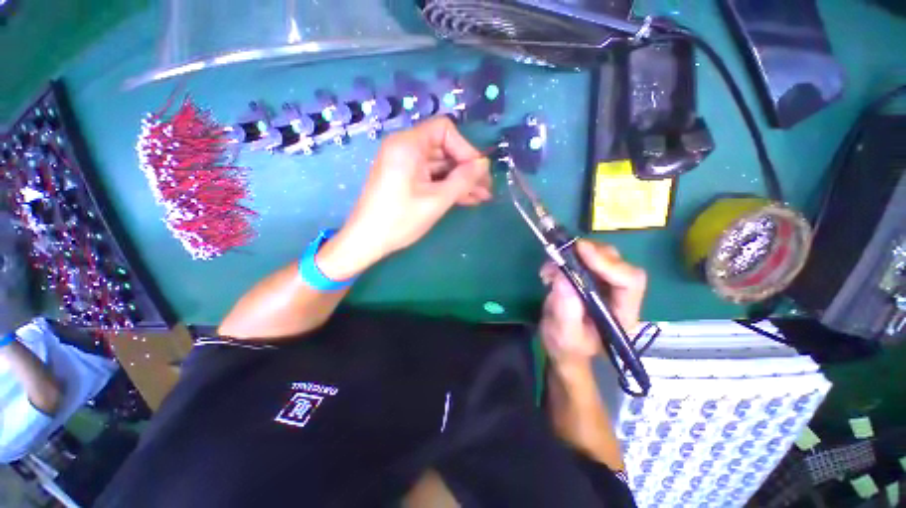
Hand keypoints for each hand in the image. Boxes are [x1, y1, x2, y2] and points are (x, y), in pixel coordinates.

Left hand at [320, 117, 490, 278]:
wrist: (366, 241)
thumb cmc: (399, 220)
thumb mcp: (436, 200)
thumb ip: (463, 180)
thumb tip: (484, 165)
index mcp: (408, 145)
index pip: (445, 130)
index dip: (465, 149)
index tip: (478, 172)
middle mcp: (406, 148)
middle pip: (444, 149)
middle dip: (467, 169)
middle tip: (486, 188)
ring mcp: (405, 165)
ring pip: (440, 166)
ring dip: (461, 181)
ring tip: (482, 197)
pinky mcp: (406, 179)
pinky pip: (432, 177)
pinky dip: (448, 186)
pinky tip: (467, 199)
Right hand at [539, 241, 646, 371]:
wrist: (562, 347)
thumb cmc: (566, 346)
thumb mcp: (563, 333)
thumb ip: (566, 309)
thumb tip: (562, 276)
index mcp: (621, 314)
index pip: (629, 281)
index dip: (608, 263)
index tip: (581, 250)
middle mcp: (619, 296)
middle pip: (618, 264)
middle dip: (592, 253)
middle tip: (565, 250)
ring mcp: (606, 286)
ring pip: (603, 257)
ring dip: (576, 254)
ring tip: (553, 264)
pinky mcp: (591, 279)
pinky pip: (584, 259)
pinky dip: (566, 258)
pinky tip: (550, 270)